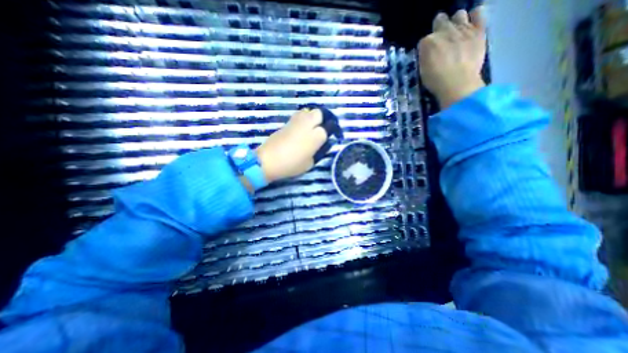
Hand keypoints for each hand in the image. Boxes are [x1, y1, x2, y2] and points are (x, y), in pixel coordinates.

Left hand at [254, 108, 328, 182]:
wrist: (268, 160)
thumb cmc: (291, 165)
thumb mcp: (310, 163)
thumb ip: (319, 152)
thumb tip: (323, 144)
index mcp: (316, 136)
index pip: (329, 127)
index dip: (332, 131)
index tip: (332, 136)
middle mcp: (307, 124)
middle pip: (319, 113)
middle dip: (323, 119)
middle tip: (322, 129)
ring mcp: (296, 122)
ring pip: (308, 111)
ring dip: (312, 118)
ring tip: (311, 129)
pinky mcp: (286, 123)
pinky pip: (298, 116)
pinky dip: (302, 120)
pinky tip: (300, 130)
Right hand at [418, 5, 487, 108]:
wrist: (457, 83)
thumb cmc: (436, 81)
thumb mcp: (422, 70)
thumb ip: (425, 57)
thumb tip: (429, 52)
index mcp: (427, 42)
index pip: (424, 40)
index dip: (426, 48)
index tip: (429, 55)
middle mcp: (444, 31)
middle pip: (440, 20)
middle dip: (439, 29)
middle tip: (441, 42)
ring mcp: (463, 28)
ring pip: (459, 14)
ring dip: (457, 22)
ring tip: (457, 34)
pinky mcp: (478, 29)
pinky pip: (479, 12)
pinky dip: (475, 17)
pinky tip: (472, 27)